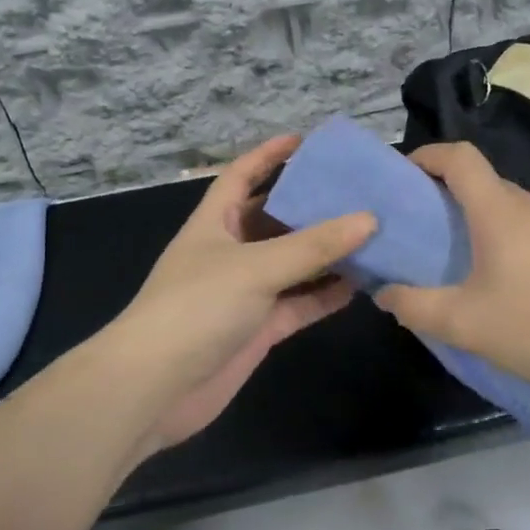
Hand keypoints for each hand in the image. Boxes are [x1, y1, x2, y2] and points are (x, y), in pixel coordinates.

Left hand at [109, 135, 376, 453]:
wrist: (155, 389)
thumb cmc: (196, 308)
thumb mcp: (256, 267)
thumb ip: (313, 246)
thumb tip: (369, 219)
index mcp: (215, 222)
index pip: (242, 175)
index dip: (269, 155)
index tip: (306, 140)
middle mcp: (231, 252)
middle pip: (276, 219)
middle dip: (312, 205)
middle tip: (359, 191)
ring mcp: (246, 292)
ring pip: (294, 264)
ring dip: (327, 253)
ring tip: (373, 234)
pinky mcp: (260, 328)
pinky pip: (300, 303)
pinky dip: (326, 294)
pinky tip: (363, 283)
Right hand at [373, 142, 529, 395]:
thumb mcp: (465, 325)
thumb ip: (415, 306)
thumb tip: (384, 292)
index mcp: (501, 212)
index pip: (460, 158)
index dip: (429, 155)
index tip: (408, 173)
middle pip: (489, 186)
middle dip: (457, 200)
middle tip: (437, 237)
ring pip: (522, 213)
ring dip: (495, 228)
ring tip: (483, 271)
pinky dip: (529, 247)